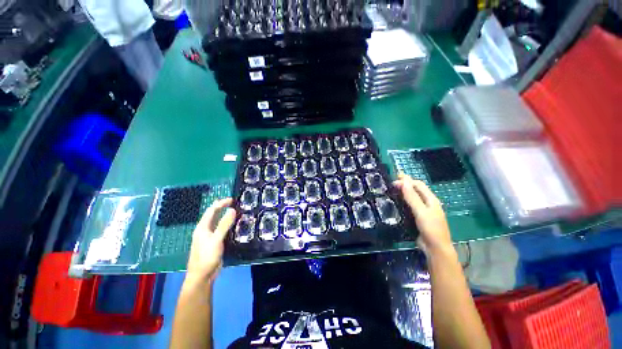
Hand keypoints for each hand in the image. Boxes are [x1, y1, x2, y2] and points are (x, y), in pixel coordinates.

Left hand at [185, 198, 235, 285]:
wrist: (202, 276)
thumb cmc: (206, 256)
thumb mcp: (216, 239)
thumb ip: (224, 224)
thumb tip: (232, 209)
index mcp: (202, 227)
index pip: (211, 210)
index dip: (221, 203)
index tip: (232, 199)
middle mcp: (205, 230)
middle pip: (214, 215)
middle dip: (223, 208)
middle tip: (235, 203)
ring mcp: (209, 237)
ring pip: (218, 222)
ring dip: (226, 216)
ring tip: (237, 212)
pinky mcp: (215, 243)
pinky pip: (222, 230)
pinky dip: (228, 225)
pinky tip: (234, 226)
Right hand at [393, 174, 452, 255]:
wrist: (436, 248)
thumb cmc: (430, 228)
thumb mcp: (420, 211)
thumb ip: (412, 197)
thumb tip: (404, 182)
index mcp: (431, 199)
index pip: (418, 185)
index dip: (407, 181)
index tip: (394, 180)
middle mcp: (428, 203)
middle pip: (416, 189)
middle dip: (405, 184)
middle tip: (392, 181)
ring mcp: (424, 210)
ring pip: (413, 197)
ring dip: (404, 191)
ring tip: (394, 189)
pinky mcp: (419, 217)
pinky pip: (411, 205)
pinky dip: (404, 200)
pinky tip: (398, 201)